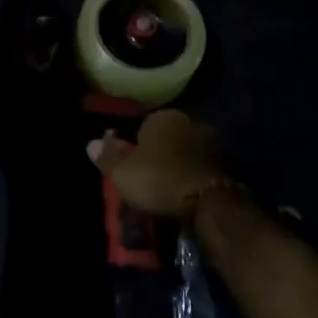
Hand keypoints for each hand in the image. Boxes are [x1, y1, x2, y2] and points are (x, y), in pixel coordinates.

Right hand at [87, 109, 233, 223]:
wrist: (208, 201)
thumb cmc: (158, 178)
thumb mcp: (122, 172)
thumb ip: (107, 156)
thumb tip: (90, 143)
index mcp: (163, 116)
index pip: (143, 125)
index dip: (134, 146)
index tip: (130, 165)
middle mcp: (189, 121)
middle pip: (167, 137)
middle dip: (159, 153)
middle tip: (148, 178)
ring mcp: (211, 142)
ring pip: (185, 152)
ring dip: (178, 165)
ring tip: (167, 189)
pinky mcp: (227, 164)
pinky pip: (200, 167)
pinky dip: (193, 177)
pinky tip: (186, 194)